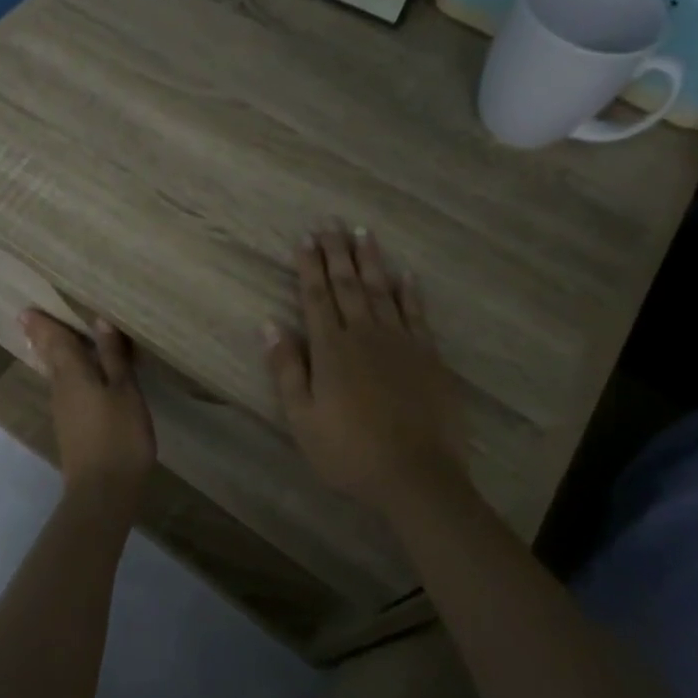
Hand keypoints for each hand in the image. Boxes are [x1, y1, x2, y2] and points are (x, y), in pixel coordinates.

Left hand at [20, 310, 154, 503]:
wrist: (103, 491)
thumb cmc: (119, 435)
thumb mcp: (124, 391)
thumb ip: (113, 357)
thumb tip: (99, 320)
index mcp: (73, 374)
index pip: (56, 341)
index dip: (43, 325)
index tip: (26, 310)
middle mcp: (61, 389)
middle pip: (50, 357)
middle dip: (42, 338)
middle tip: (29, 321)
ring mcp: (64, 412)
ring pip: (56, 375)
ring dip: (52, 356)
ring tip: (51, 341)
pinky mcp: (71, 429)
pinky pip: (65, 390)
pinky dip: (66, 376)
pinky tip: (76, 378)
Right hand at [266, 227, 463, 513]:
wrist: (415, 476)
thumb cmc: (348, 452)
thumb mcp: (302, 417)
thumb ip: (286, 368)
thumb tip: (269, 324)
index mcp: (331, 348)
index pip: (316, 296)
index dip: (309, 265)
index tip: (305, 237)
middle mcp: (365, 334)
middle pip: (349, 284)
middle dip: (337, 252)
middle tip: (331, 222)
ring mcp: (401, 342)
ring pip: (383, 290)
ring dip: (371, 260)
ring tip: (363, 232)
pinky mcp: (429, 356)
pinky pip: (417, 314)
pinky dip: (410, 291)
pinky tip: (406, 274)